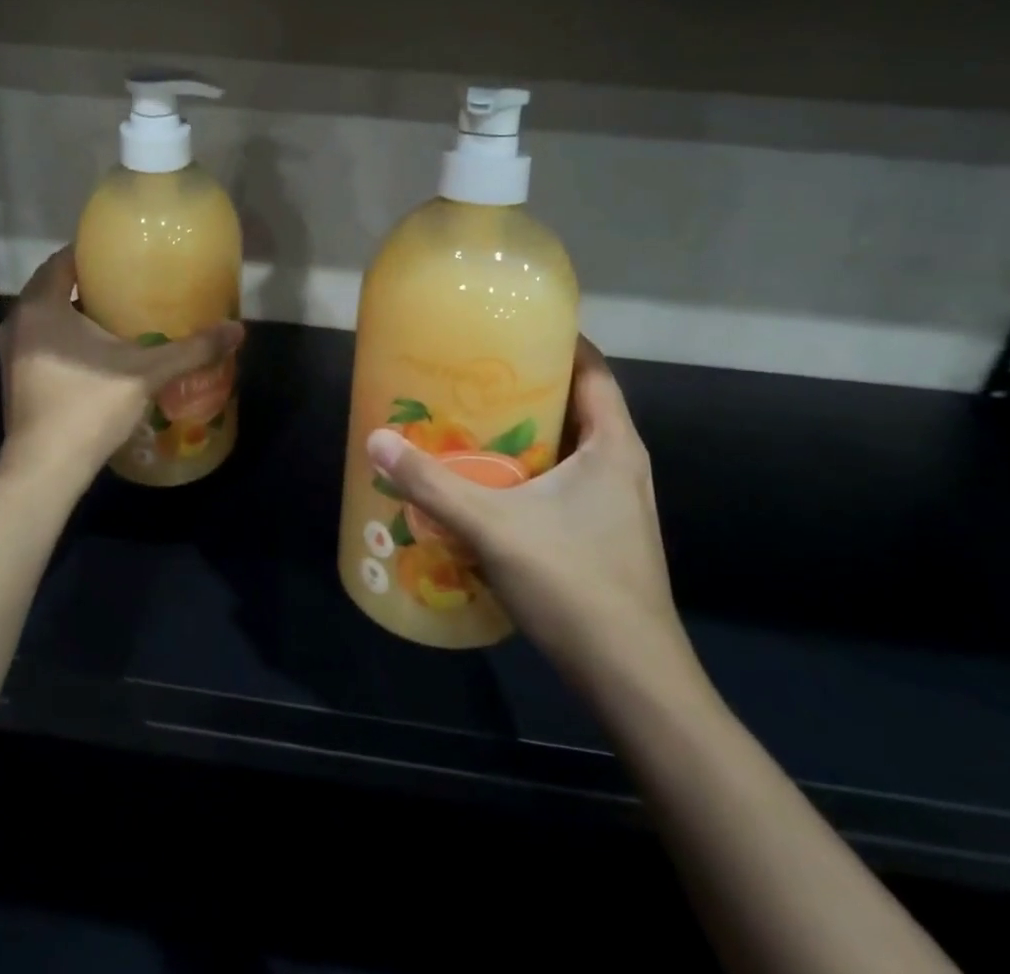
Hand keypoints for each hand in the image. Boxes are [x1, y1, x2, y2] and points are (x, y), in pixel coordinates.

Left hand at [0, 248, 244, 497]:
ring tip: (119, 313)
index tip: (125, 254)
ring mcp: (12, 351)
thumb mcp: (147, 373)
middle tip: (130, 283)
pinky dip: (66, 336)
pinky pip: (42, 340)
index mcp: (41, 305)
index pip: (64, 259)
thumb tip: (238, 330)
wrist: (44, 470)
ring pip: (47, 316)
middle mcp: (18, 321)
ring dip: (76, 311)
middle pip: (55, 286)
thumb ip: (192, 349)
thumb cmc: (88, 407)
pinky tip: (98, 351)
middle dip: (89, 283)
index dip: (93, 253)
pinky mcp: (15, 377)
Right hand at [366, 338, 693, 692]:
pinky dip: (531, 469)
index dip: (556, 341)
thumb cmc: (574, 585)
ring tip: (473, 420)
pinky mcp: (607, 535)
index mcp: (612, 445)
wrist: (633, 681)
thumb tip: (375, 439)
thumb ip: (431, 483)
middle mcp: (622, 465)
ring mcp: (619, 504)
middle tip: (472, 374)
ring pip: (570, 447)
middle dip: (527, 385)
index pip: (592, 369)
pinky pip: (566, 481)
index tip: (508, 328)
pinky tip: (491, 483)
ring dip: (527, 431)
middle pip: (576, 405)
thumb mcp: (492, 526)